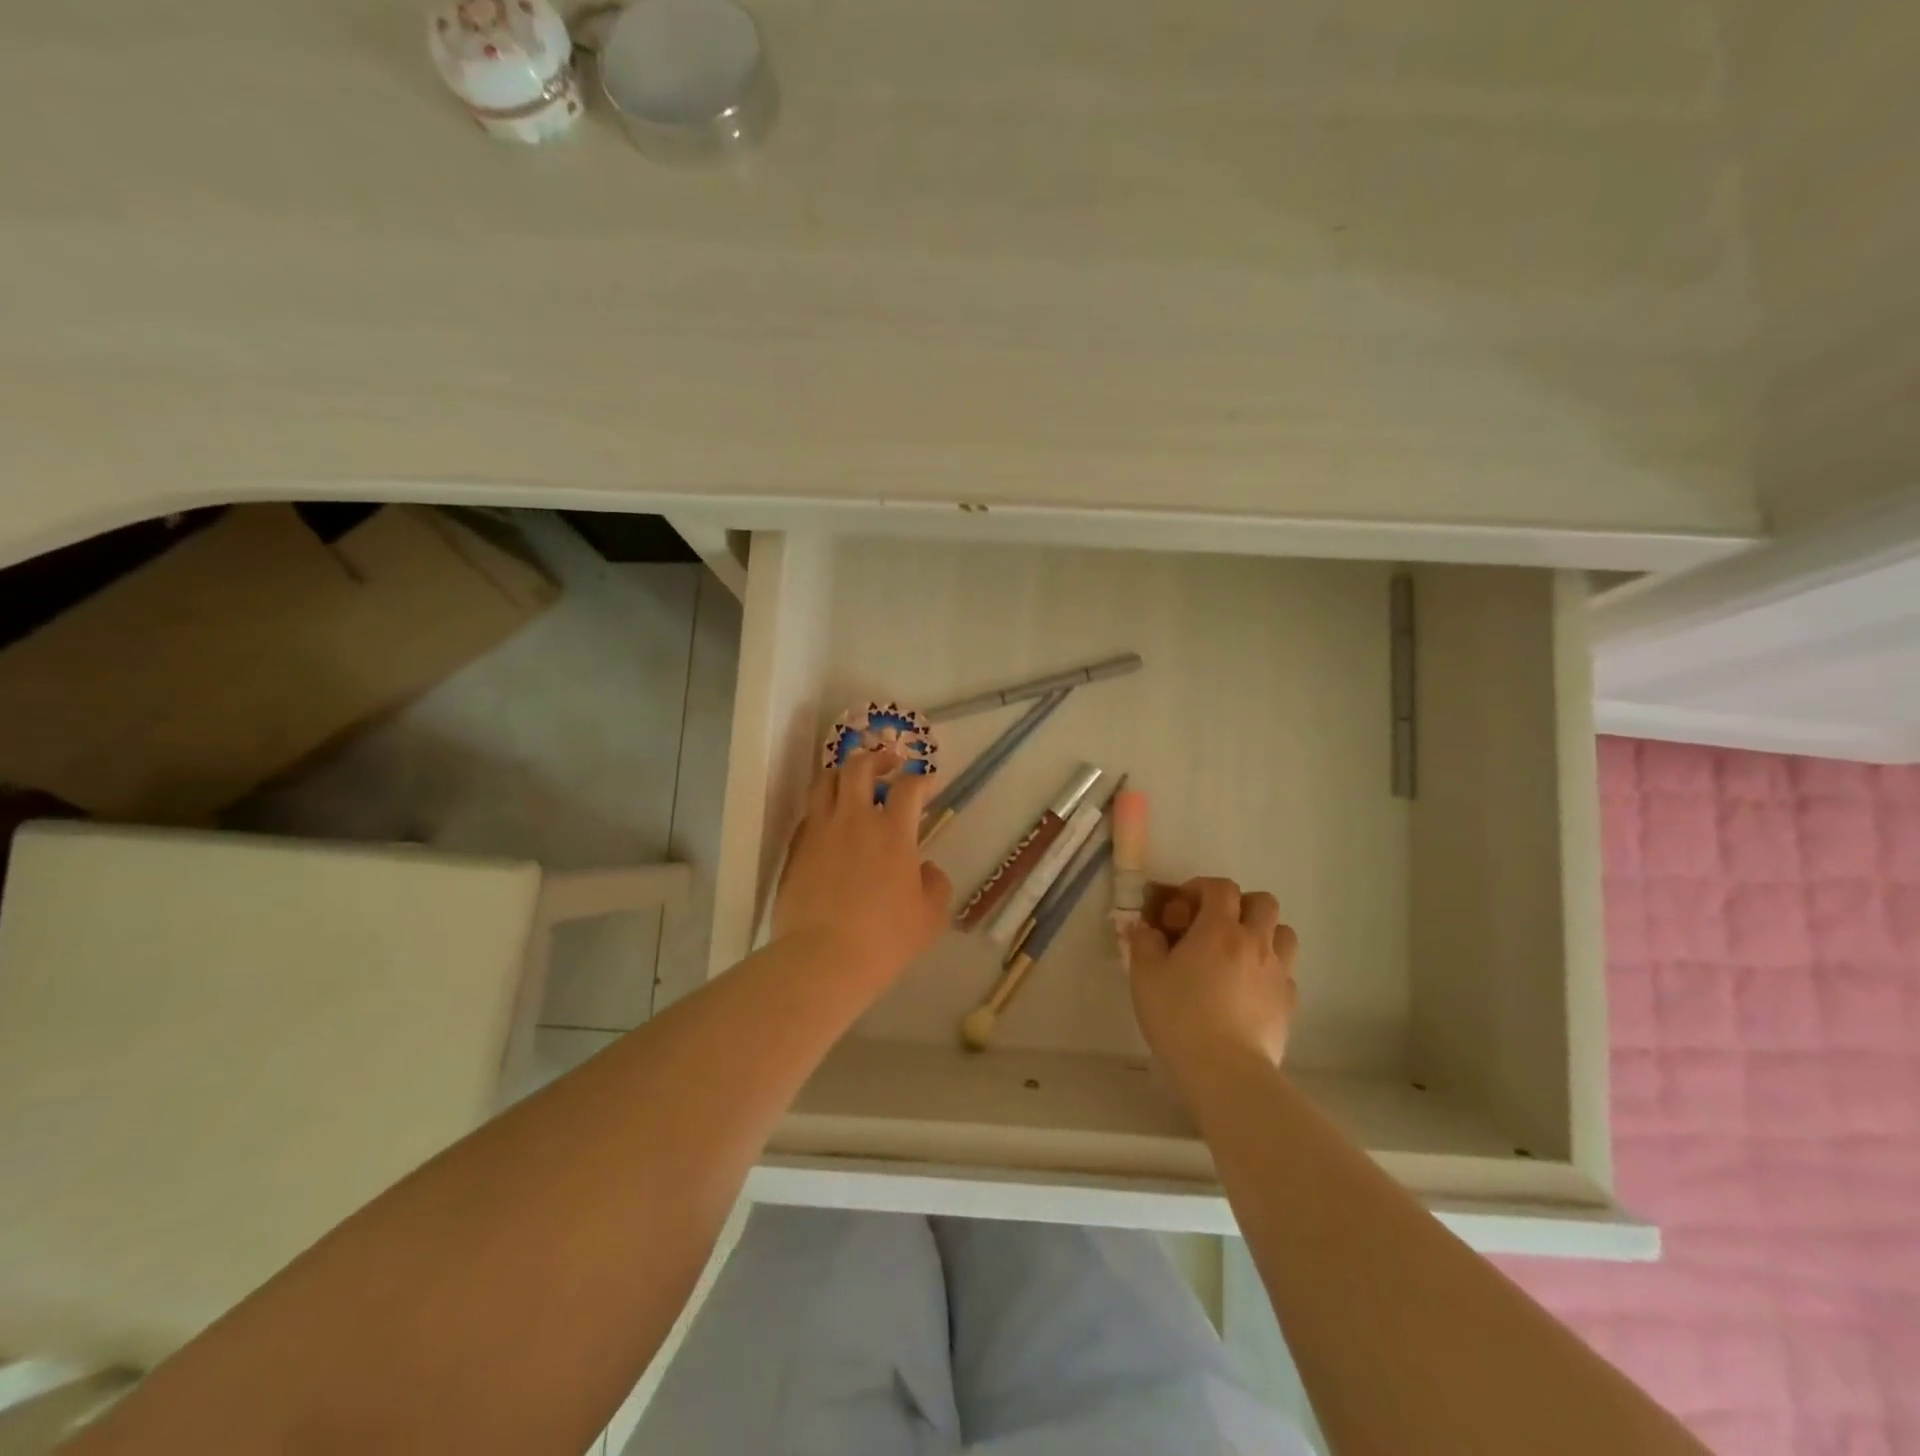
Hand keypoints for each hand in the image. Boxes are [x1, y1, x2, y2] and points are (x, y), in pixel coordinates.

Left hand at [772, 750, 952, 993]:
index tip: (927, 783)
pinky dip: (823, 807)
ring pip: (826, 781)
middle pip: (860, 766)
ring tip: (853, 783)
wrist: (822, 958)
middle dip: (878, 758)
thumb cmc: (885, 939)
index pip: (908, 786)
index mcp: (893, 833)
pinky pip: (809, 813)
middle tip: (889, 764)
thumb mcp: (930, 917)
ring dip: (844, 774)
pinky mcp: (796, 848)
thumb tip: (926, 869)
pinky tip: (830, 822)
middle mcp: (855, 820)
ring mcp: (820, 831)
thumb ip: (935, 885)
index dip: (921, 778)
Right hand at [1129, 877, 1298, 1084]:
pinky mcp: (1289, 1003)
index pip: (1221, 887)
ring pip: (1284, 933)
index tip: (1182, 907)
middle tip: (1215, 926)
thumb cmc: (1179, 1017)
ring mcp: (1278, 972)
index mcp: (1219, 929)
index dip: (1201, 888)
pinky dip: (1270, 970)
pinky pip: (1285, 972)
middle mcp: (1255, 942)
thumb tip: (1147, 928)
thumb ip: (1144, 942)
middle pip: (1263, 902)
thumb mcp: (1145, 975)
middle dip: (1239, 905)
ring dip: (1263, 933)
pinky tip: (1249, 989)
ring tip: (1239, 953)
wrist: (1226, 1071)